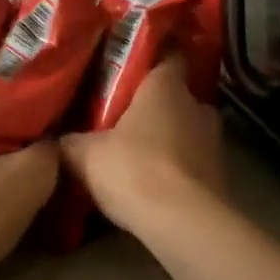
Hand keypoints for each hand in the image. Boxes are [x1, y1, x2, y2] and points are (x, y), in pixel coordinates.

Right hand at [60, 54, 223, 232]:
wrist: (184, 223)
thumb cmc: (135, 170)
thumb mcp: (86, 155)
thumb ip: (72, 142)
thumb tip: (58, 139)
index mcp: (166, 87)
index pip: (170, 56)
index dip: (154, 57)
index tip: (135, 64)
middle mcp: (197, 106)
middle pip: (177, 97)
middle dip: (155, 106)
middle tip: (125, 116)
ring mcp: (214, 142)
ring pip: (187, 130)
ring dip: (168, 139)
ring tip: (138, 152)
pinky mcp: (221, 175)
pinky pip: (193, 161)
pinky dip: (177, 168)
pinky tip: (154, 182)